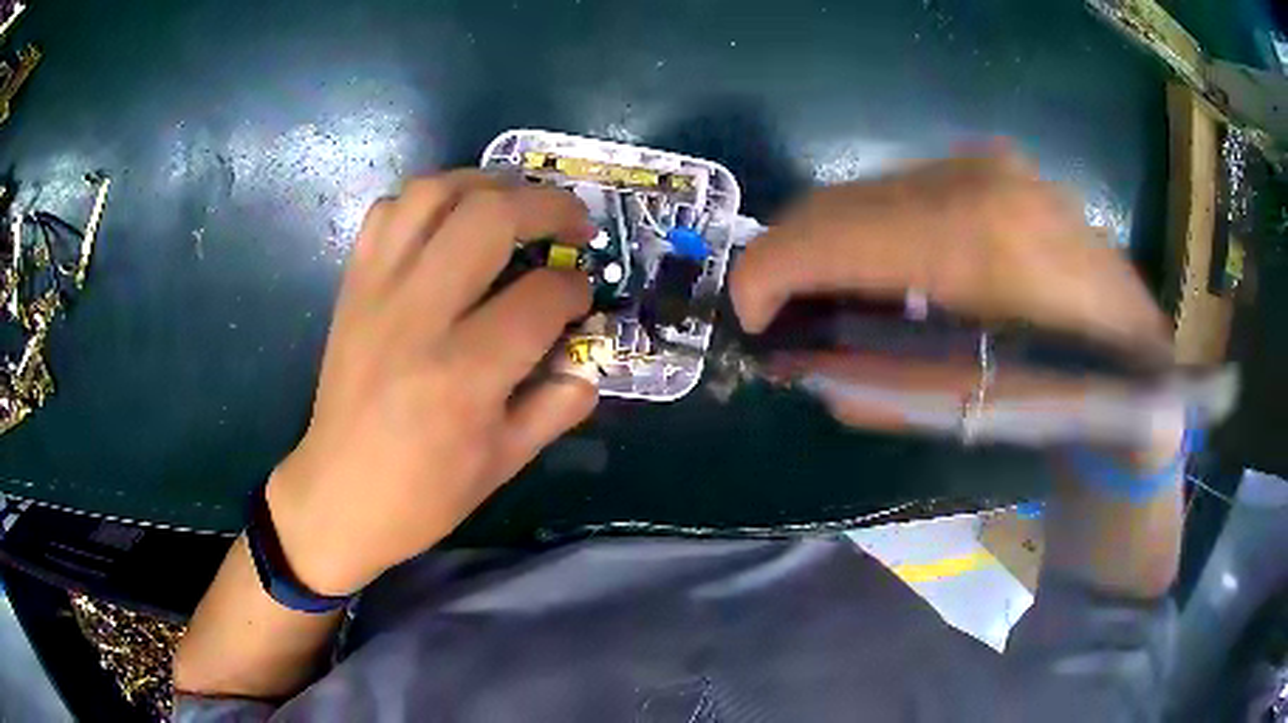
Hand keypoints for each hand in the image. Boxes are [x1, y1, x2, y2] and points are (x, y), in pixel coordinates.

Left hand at [267, 171, 597, 595]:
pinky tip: (449, 224)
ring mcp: (377, 292)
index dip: (577, 290)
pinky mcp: (352, 287)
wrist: (339, 495)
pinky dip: (427, 202)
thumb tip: (589, 360)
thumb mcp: (506, 463)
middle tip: (573, 225)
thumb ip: (557, 405)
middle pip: (491, 217)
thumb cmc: (424, 494)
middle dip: (549, 206)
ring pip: (434, 194)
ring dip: (487, 184)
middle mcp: (418, 316)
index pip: (541, 297)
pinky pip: (387, 213)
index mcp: (464, 374)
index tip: (583, 297)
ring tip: (514, 205)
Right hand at [731, 150, 1174, 449]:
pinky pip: (904, 189)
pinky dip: (876, 228)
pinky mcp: (998, 167)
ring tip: (836, 295)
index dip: (767, 275)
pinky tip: (888, 269)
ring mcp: (990, 163)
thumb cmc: (1064, 403)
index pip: (827, 233)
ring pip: (866, 190)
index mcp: (972, 241)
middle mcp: (974, 177)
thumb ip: (869, 384)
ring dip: (834, 243)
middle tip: (786, 313)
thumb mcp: (961, 412)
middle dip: (792, 259)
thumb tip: (800, 364)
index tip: (750, 318)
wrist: (1139, 367)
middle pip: (836, 201)